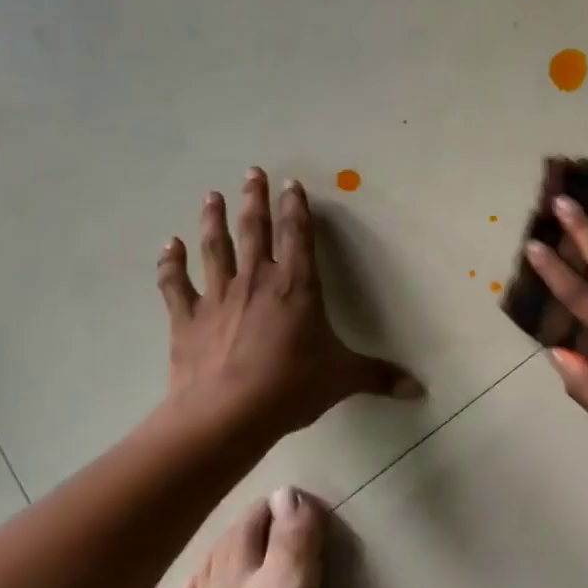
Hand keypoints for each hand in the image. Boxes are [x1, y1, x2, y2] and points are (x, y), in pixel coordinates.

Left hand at [155, 168, 422, 439]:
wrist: (226, 415)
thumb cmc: (291, 387)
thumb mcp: (342, 378)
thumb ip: (379, 377)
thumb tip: (419, 389)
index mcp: (297, 286)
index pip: (298, 236)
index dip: (296, 208)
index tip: (291, 184)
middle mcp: (256, 280)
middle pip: (254, 230)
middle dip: (254, 199)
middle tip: (251, 172)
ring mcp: (217, 297)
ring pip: (216, 248)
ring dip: (213, 220)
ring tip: (210, 195)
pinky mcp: (186, 319)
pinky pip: (175, 284)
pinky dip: (170, 264)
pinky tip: (168, 245)